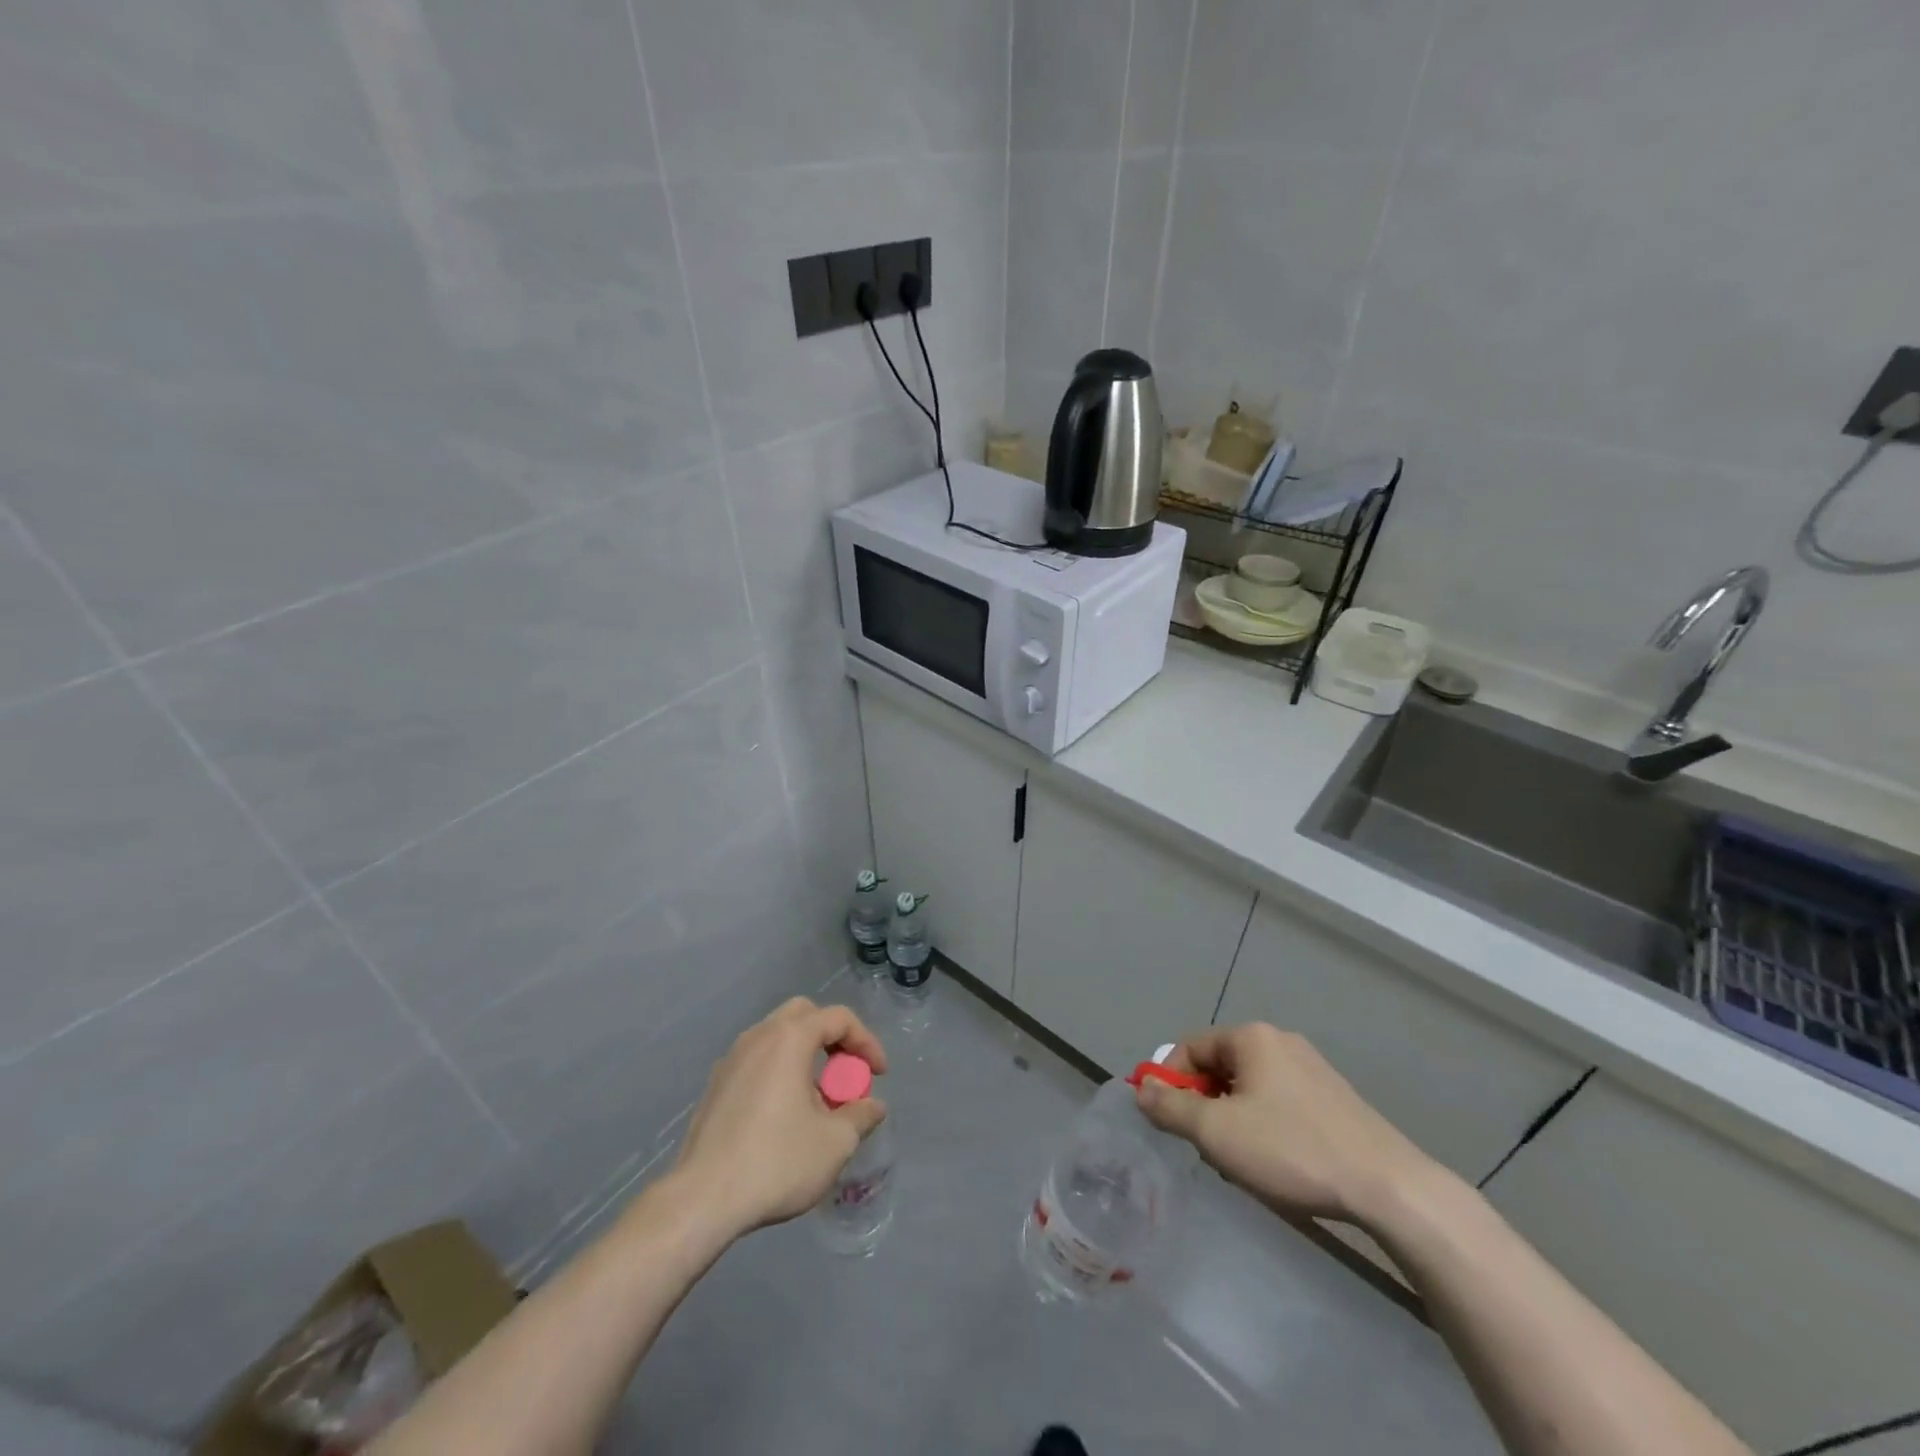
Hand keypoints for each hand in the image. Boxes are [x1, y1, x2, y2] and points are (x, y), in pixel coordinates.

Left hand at [670, 998, 888, 1238]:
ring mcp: (731, 1059)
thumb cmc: (775, 1162)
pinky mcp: (715, 1086)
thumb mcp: (834, 1143)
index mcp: (789, 1039)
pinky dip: (779, 1072)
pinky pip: (757, 1061)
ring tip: (818, 1099)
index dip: (866, 1041)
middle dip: (832, 1037)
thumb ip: (861, 1116)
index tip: (879, 1075)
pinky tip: (783, 1114)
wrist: (702, 1200)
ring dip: (805, 1055)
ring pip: (777, 1037)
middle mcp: (758, 1037)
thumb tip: (873, 1106)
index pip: (838, 1018)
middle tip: (845, 1072)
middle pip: (804, 1015)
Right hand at [1135, 1022, 1437, 1225]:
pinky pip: (1280, 1101)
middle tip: (1209, 1148)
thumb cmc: (1292, 1150)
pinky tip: (1280, 1163)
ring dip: (1234, 1119)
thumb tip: (1141, 1089)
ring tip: (1244, 1163)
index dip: (1171, 1082)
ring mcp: (1311, 1067)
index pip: (1189, 1047)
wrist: (1390, 1188)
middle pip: (1220, 1066)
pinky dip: (1266, 1126)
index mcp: (1250, 1037)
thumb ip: (1170, 1107)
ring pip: (1249, 1087)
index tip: (1172, 1123)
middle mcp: (1279, 1040)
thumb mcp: (1216, 1133)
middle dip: (1205, 1105)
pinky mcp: (1334, 1097)